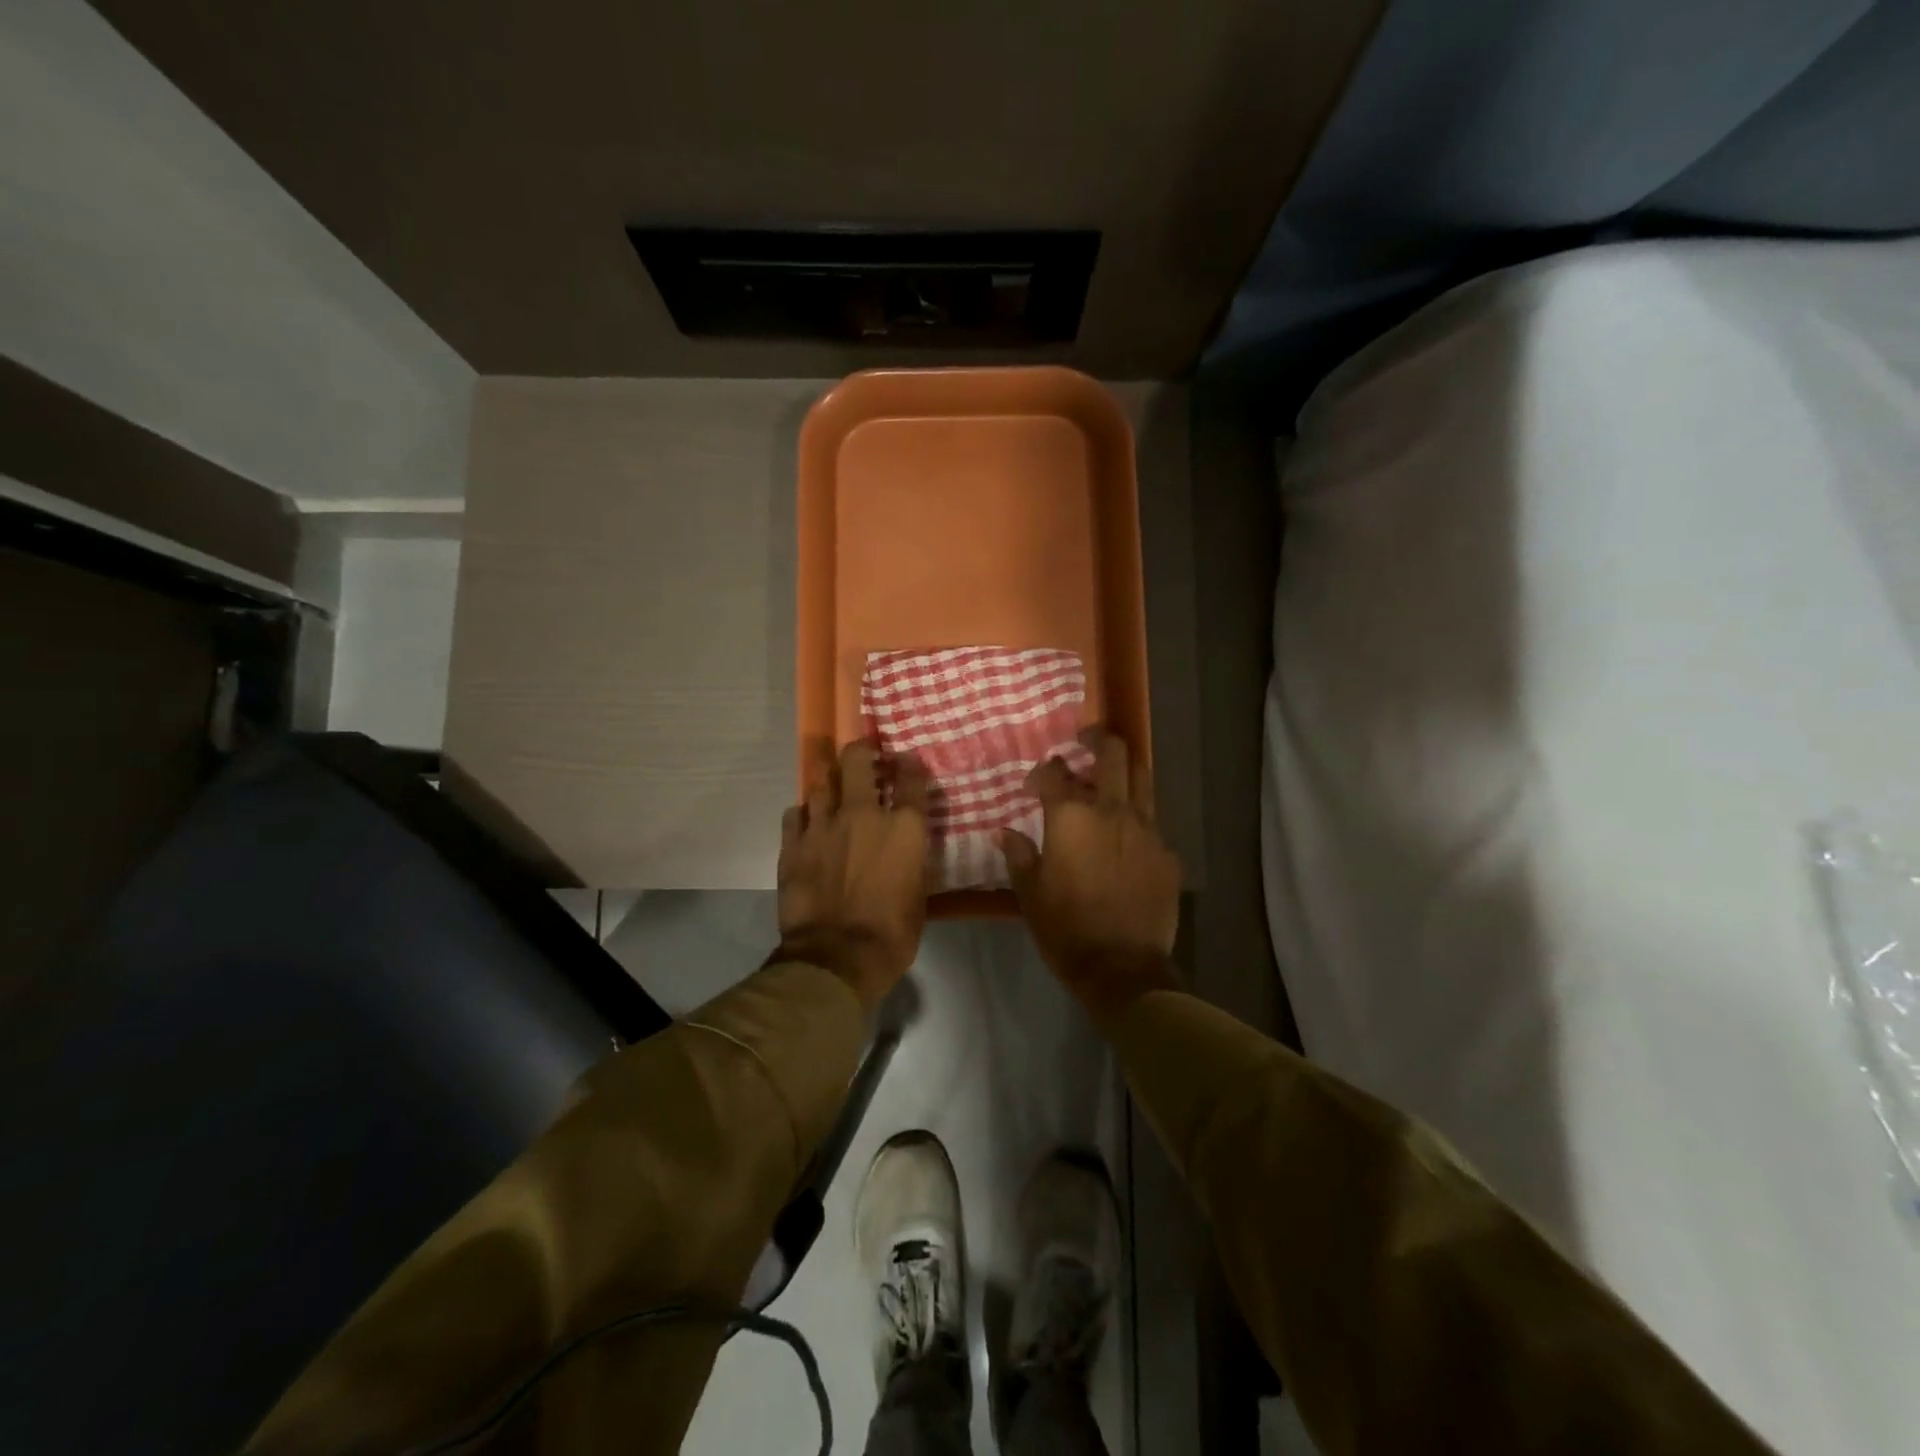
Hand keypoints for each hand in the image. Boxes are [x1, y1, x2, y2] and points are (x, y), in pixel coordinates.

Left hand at [776, 741, 930, 1011]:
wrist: (835, 957)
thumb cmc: (891, 933)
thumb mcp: (918, 895)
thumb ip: (912, 860)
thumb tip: (906, 848)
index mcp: (903, 827)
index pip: (912, 778)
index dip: (911, 765)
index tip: (907, 762)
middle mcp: (863, 814)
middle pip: (858, 760)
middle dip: (862, 750)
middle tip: (863, 754)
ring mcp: (823, 825)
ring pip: (822, 781)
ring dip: (830, 780)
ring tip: (833, 784)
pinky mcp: (793, 843)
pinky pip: (795, 813)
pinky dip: (804, 813)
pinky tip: (807, 820)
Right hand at [1001, 734, 1182, 1031]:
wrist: (1123, 968)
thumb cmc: (1066, 929)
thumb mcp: (1029, 894)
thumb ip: (1019, 855)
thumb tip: (1005, 832)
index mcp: (1071, 817)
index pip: (1054, 773)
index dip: (1041, 771)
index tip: (1034, 784)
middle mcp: (1111, 811)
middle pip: (1111, 755)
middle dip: (1096, 739)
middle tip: (1086, 738)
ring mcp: (1146, 830)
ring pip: (1142, 779)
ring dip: (1125, 769)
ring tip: (1114, 773)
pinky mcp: (1167, 853)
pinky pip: (1153, 823)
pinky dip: (1138, 820)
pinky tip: (1129, 837)